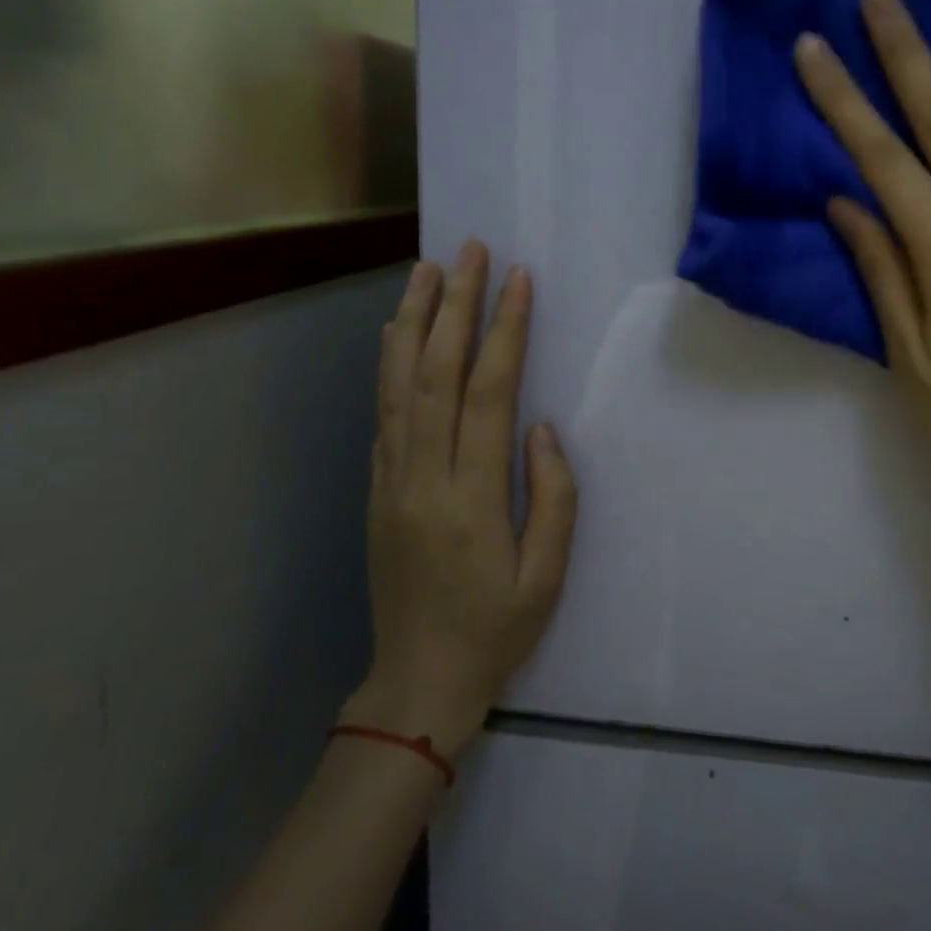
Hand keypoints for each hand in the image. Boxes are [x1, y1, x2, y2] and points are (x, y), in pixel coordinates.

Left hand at [341, 242, 577, 756]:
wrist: (418, 678)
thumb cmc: (496, 630)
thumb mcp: (547, 575)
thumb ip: (552, 496)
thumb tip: (537, 427)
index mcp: (471, 498)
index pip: (487, 394)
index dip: (503, 332)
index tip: (517, 281)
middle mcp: (423, 476)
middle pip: (435, 373)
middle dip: (454, 305)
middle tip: (470, 251)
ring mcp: (391, 480)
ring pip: (398, 385)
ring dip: (413, 321)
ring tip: (426, 270)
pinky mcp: (377, 488)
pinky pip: (382, 412)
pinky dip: (389, 364)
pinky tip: (396, 332)